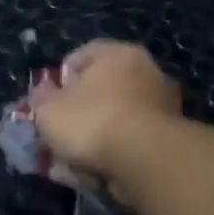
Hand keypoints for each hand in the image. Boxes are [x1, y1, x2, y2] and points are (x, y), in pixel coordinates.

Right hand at [31, 40, 182, 185]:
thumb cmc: (91, 121)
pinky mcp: (172, 132)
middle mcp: (147, 69)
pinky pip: (134, 133)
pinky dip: (119, 144)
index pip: (81, 55)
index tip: (48, 99)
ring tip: (80, 149)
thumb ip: (41, 97)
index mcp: (117, 53)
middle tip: (63, 124)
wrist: (146, 159)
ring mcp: (164, 101)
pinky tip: (102, 160)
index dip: (60, 77)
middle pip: (104, 83)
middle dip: (82, 103)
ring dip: (101, 125)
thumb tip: (43, 90)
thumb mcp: (47, 109)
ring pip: (120, 110)